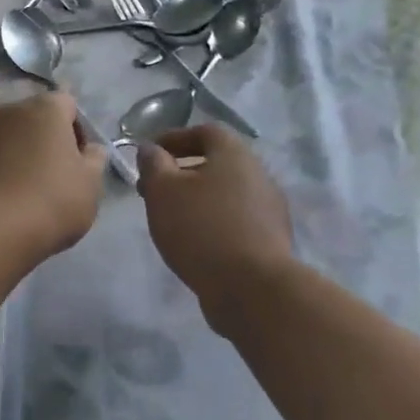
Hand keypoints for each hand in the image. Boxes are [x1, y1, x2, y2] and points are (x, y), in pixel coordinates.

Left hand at [0, 94, 107, 259]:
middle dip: (33, 140)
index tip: (75, 161)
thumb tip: (90, 148)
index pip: (65, 104)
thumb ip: (93, 160)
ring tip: (6, 191)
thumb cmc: (49, 203)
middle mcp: (0, 111)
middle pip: (23, 119)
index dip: (73, 130)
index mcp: (42, 110)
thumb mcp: (90, 186)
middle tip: (42, 178)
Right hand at [136, 126, 293, 302]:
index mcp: (235, 154)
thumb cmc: (201, 228)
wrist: (252, 287)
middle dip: (181, 171)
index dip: (174, 138)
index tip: (149, 154)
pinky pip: (235, 219)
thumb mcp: (162, 190)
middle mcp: (258, 174)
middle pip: (216, 163)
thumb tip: (151, 149)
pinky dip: (211, 221)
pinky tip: (193, 240)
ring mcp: (268, 209)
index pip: (205, 131)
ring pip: (225, 193)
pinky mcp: (270, 240)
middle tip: (152, 189)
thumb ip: (153, 164)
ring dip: (196, 198)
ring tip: (169, 217)